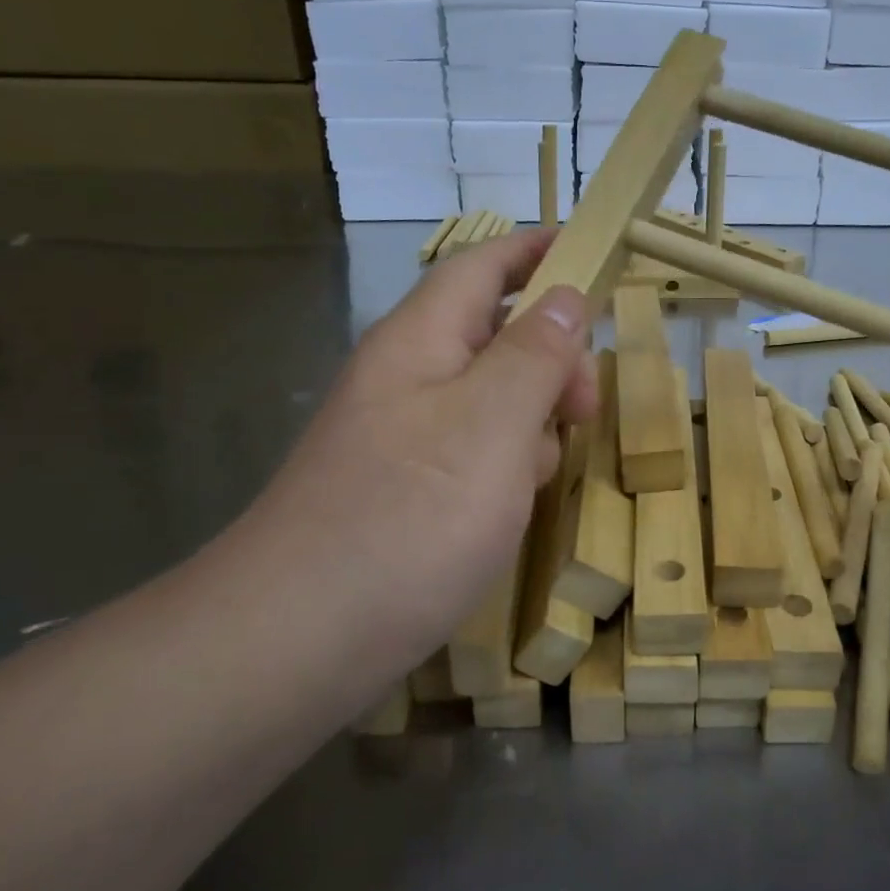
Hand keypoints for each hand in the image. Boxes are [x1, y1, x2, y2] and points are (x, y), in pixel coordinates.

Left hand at [241, 230, 596, 671]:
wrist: (297, 640)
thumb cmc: (409, 518)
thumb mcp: (492, 424)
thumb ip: (534, 353)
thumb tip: (563, 295)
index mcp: (420, 340)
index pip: (483, 266)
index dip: (537, 250)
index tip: (592, 252)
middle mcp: (406, 377)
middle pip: (493, 334)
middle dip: (551, 357)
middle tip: (586, 407)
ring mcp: (403, 436)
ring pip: (490, 398)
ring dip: (532, 418)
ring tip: (540, 473)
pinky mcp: (405, 487)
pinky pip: (472, 450)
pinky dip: (505, 464)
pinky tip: (509, 507)